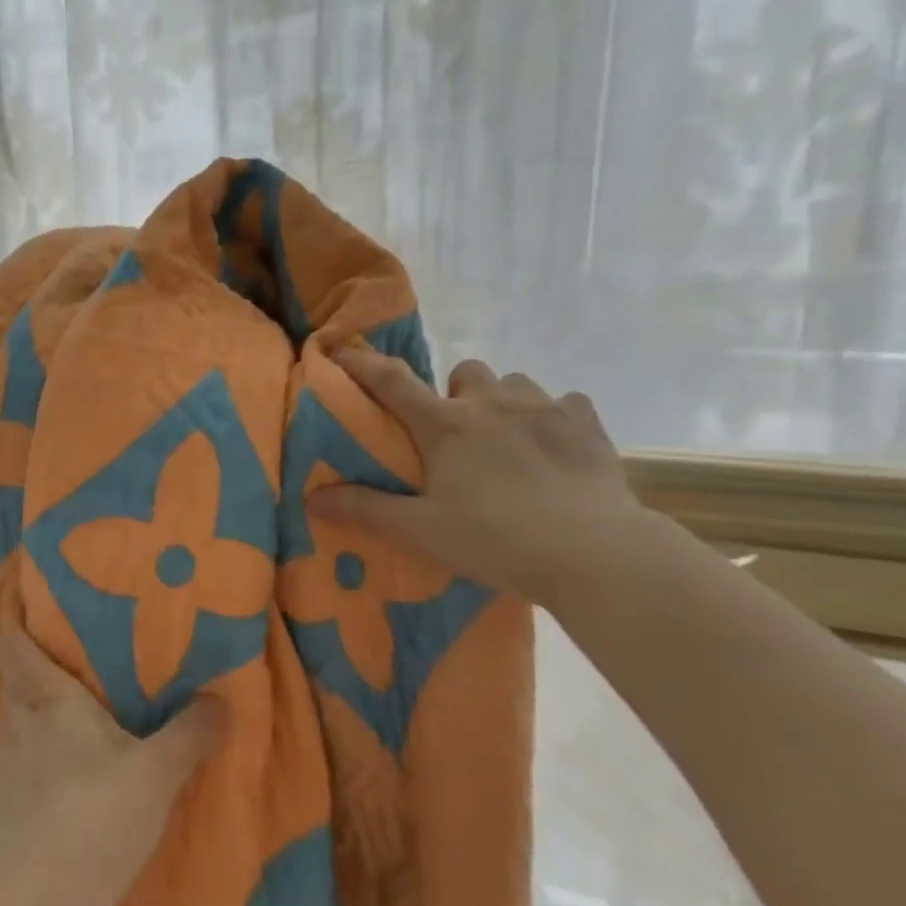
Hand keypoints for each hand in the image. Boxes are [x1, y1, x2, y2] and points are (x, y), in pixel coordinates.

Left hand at [0, 632, 223, 898]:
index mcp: (52, 701)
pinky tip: (55, 789)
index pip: (16, 649)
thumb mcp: (159, 771)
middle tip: (65, 677)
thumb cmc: (104, 813)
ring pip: (13, 728)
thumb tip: (220, 699)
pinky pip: (15, 770)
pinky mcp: (1, 809)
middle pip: (13, 685)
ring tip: (62, 731)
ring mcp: (5, 769)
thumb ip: (190, 732)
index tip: (32, 621)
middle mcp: (20, 725)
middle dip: (31, 677)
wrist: (51, 900)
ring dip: (31, 723)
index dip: (18, 631)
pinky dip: (30, 767)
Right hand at [308, 350, 648, 605]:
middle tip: (455, 432)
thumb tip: (310, 497)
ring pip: (514, 383)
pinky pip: (565, 402)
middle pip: (464, 371)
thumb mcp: (420, 531)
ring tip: (506, 439)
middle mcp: (491, 403)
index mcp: (445, 425)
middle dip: (454, 392)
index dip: (362, 363)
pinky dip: (553, 416)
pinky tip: (553, 446)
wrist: (595, 554)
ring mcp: (544, 408)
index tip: (342, 352)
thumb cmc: (497, 539)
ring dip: (502, 401)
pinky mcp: (588, 424)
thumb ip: (364, 509)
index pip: (391, 381)